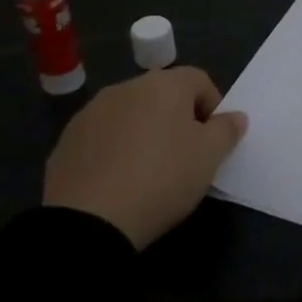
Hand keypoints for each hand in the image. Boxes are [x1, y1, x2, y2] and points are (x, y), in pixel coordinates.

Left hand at [42, 70, 246, 248]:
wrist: (88, 220)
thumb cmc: (162, 178)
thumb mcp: (210, 157)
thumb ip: (227, 130)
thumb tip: (234, 116)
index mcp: (164, 84)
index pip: (200, 80)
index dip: (213, 108)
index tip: (213, 141)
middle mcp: (125, 88)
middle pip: (163, 95)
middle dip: (178, 119)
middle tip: (185, 157)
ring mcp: (90, 112)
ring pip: (131, 115)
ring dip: (145, 133)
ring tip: (149, 172)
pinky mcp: (66, 141)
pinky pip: (103, 137)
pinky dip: (116, 150)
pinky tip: (119, 181)